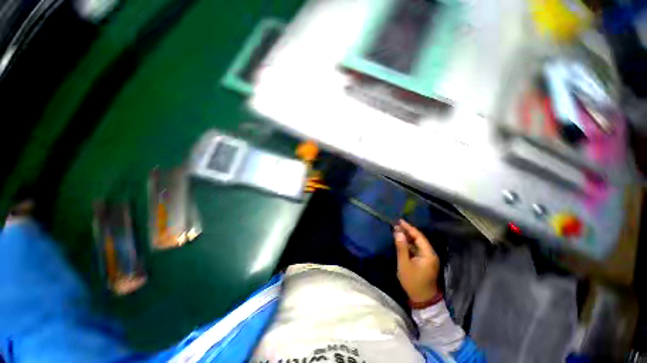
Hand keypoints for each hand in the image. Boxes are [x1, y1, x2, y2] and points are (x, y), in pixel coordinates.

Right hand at [394, 220, 439, 302]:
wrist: (422, 299)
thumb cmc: (413, 281)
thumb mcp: (404, 264)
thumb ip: (401, 247)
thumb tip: (398, 233)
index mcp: (428, 254)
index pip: (419, 236)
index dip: (409, 228)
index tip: (399, 221)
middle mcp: (430, 254)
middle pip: (418, 239)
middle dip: (407, 231)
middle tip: (396, 225)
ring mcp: (427, 258)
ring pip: (417, 244)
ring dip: (407, 237)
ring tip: (396, 230)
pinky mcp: (424, 261)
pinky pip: (416, 249)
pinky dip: (408, 244)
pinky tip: (401, 240)